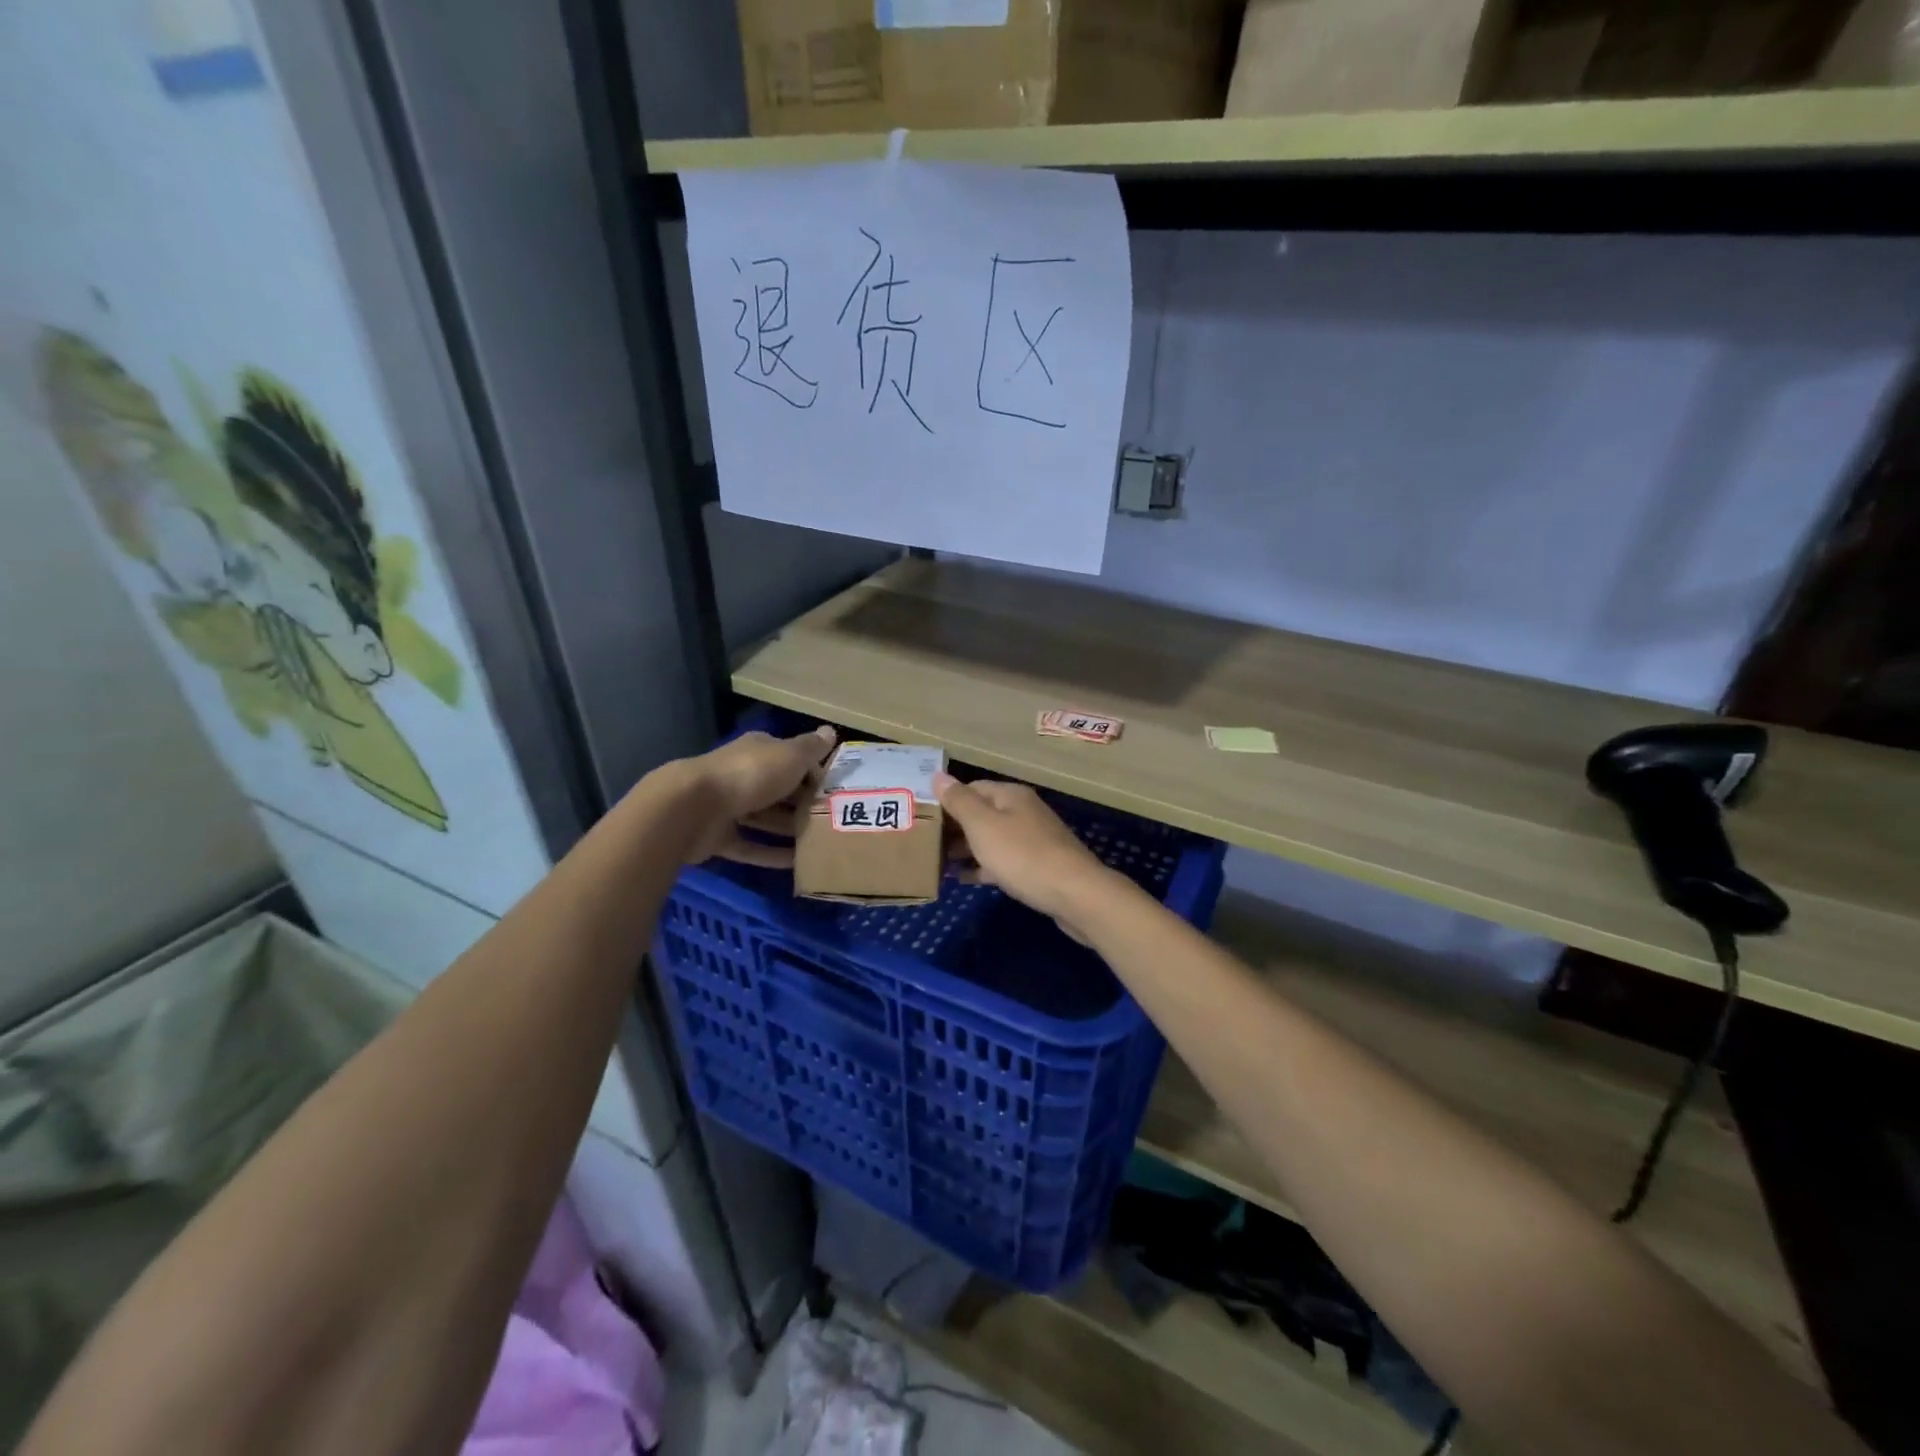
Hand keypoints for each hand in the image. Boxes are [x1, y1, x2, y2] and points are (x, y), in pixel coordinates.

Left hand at [683, 726, 836, 866]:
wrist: (693, 807)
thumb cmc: (750, 774)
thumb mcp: (790, 755)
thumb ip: (811, 747)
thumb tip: (830, 731)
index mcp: (758, 751)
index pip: (791, 758)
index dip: (814, 772)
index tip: (837, 790)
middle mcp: (742, 775)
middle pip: (779, 790)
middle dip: (803, 804)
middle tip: (833, 820)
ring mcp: (728, 807)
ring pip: (765, 818)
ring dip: (789, 830)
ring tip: (820, 845)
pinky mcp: (718, 837)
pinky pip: (750, 846)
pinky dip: (770, 854)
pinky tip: (795, 865)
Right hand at [935, 774, 1118, 931]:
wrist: (1074, 894)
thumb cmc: (1023, 856)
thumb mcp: (983, 826)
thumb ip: (959, 801)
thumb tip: (938, 775)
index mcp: (1010, 795)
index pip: (971, 788)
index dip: (947, 801)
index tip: (922, 818)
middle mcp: (1023, 811)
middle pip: (982, 813)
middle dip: (955, 827)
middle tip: (926, 844)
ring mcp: (1033, 839)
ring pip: (992, 838)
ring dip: (967, 848)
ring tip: (939, 863)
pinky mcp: (1038, 865)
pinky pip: (1004, 860)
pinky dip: (984, 866)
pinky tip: (966, 879)